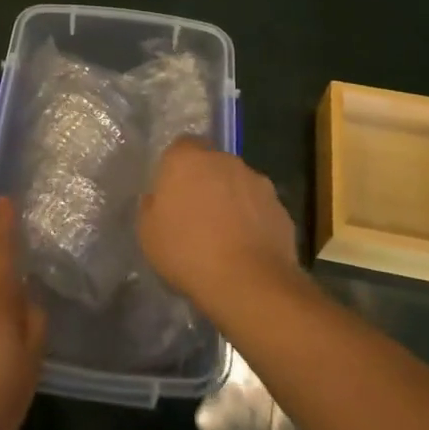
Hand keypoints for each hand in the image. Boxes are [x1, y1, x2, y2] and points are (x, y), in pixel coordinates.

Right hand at [138, 139, 300, 318]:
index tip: (172, 195)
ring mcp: (257, 182)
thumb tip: (158, 199)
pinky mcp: (280, 208)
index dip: (176, 169)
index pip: (181, 147)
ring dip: (231, 202)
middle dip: (206, 183)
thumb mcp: (148, 234)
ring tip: (224, 238)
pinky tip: (246, 251)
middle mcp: (225, 160)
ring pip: (238, 185)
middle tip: (196, 217)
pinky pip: (259, 209)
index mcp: (188, 159)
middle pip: (212, 164)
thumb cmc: (188, 252)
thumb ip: (151, 207)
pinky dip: (253, 222)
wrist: (249, 283)